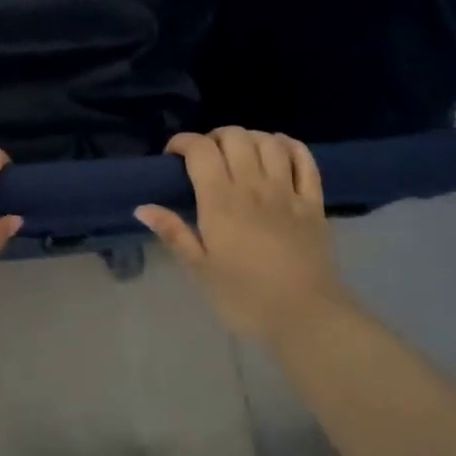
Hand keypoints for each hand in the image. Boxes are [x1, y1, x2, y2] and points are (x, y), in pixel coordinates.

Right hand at [135, 128, 349, 343]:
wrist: (306, 318)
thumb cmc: (245, 298)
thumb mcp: (200, 270)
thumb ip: (173, 233)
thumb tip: (142, 207)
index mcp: (221, 201)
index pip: (200, 150)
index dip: (183, 142)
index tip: (172, 156)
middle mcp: (253, 186)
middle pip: (234, 137)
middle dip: (214, 137)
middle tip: (205, 157)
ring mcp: (287, 191)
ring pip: (268, 142)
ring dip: (249, 138)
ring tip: (239, 153)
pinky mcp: (313, 203)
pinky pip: (305, 160)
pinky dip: (290, 146)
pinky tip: (279, 149)